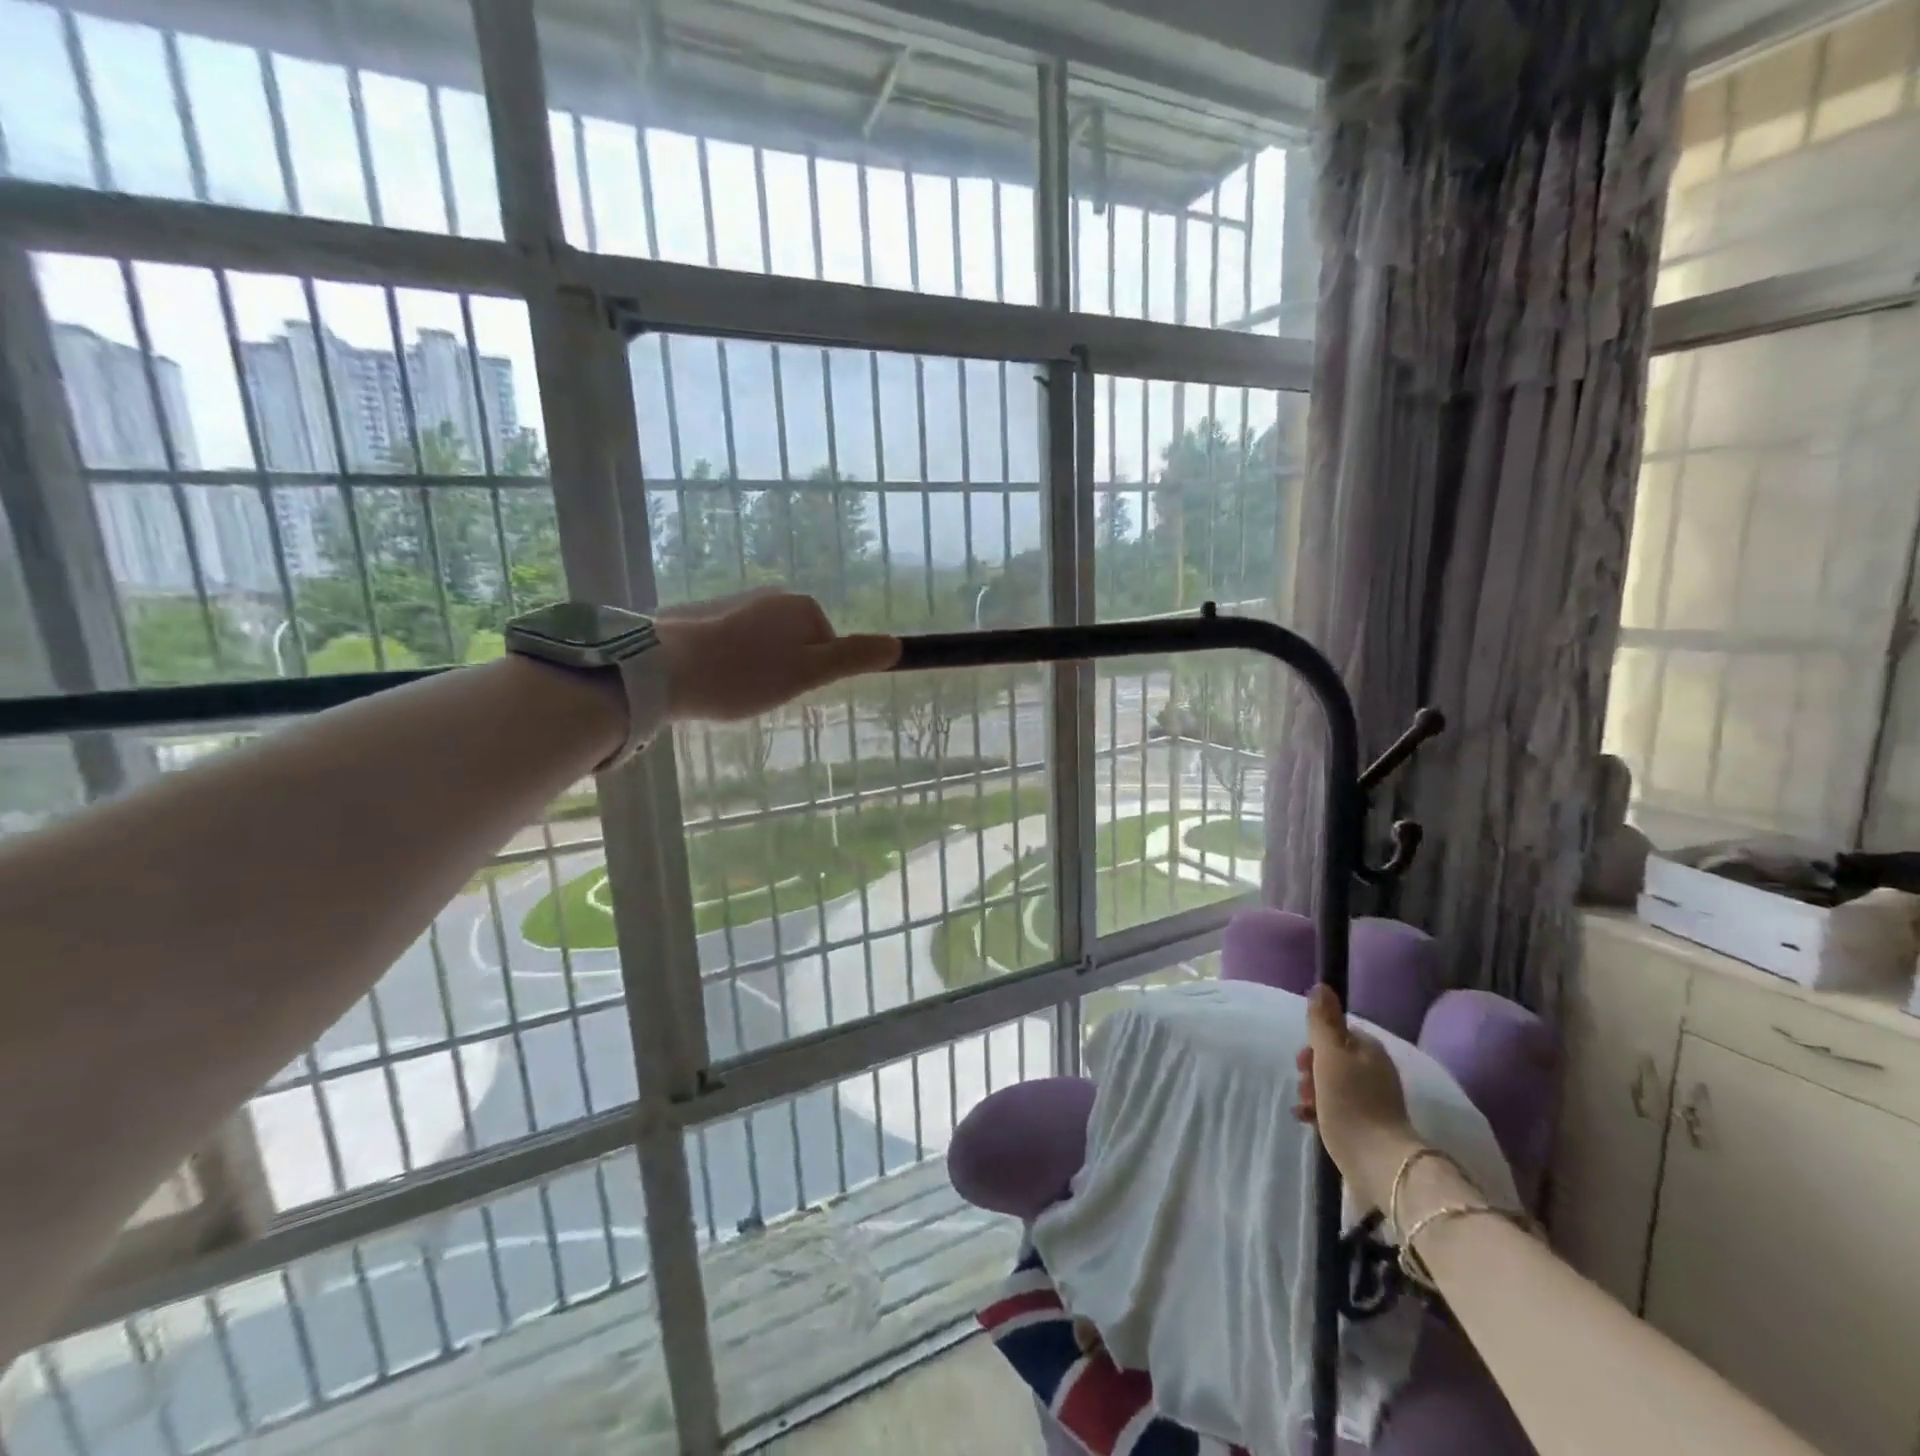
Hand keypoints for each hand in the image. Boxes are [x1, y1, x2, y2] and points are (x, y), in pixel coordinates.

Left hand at [655, 589, 899, 721]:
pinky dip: (729, 663)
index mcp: (799, 606)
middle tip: (759, 693)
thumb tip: (897, 645)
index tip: (785, 690)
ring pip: (763, 645)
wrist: (660, 669)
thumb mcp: (806, 673)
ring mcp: (733, 602)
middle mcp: (769, 596)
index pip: (826, 645)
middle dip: (783, 670)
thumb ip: (851, 659)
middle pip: (795, 643)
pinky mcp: (702, 616)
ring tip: (732, 691)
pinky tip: (712, 682)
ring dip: (754, 668)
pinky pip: (732, 644)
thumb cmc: (742, 675)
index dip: (811, 674)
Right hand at [1292, 984, 1422, 1212]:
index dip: (1314, 1042)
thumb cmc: (1350, 1102)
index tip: (1302, 1059)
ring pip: (1332, 1083)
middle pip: (1332, 1058)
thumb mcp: (1330, 1054)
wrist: (1378, 1163)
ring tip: (1304, 1106)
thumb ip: (1323, 1020)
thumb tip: (1321, 985)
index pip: (1336, 1033)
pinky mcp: (1368, 1126)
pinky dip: (1320, 1110)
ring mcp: (1374, 1101)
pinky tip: (1306, 1119)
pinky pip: (1337, 1108)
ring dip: (1312, 1090)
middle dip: (1311, 1068)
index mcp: (1369, 1049)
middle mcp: (1375, 1071)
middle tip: (1303, 1083)